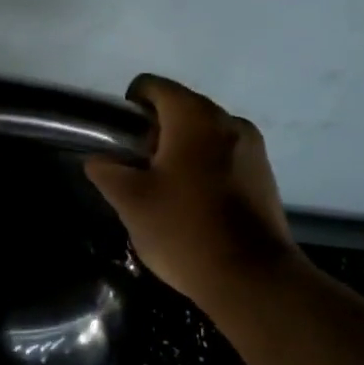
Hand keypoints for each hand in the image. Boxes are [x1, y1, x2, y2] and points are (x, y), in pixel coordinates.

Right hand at [85, 75, 299, 305]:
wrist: (251, 278)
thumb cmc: (183, 230)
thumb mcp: (130, 201)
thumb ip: (107, 171)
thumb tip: (99, 159)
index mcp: (194, 117)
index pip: (153, 86)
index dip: (129, 107)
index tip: (119, 141)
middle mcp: (228, 121)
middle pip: (180, 109)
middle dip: (154, 134)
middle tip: (136, 172)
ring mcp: (252, 148)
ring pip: (203, 135)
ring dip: (179, 152)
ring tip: (163, 192)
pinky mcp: (264, 175)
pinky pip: (223, 157)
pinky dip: (202, 168)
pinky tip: (192, 205)